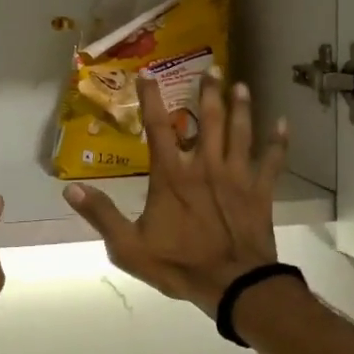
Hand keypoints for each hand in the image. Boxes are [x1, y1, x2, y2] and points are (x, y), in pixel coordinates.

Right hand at [63, 73, 287, 317]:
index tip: (148, 73)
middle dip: (209, 92)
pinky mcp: (260, 191)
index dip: (150, 99)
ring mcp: (236, 176)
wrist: (234, 285)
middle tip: (212, 68)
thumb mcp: (129, 247)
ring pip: (240, 132)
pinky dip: (278, 142)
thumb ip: (101, 216)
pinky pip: (272, 161)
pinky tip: (283, 124)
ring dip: (241, 107)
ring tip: (241, 86)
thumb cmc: (179, 265)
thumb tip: (71, 191)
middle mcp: (205, 166)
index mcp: (172, 176)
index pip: (157, 128)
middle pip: (208, 120)